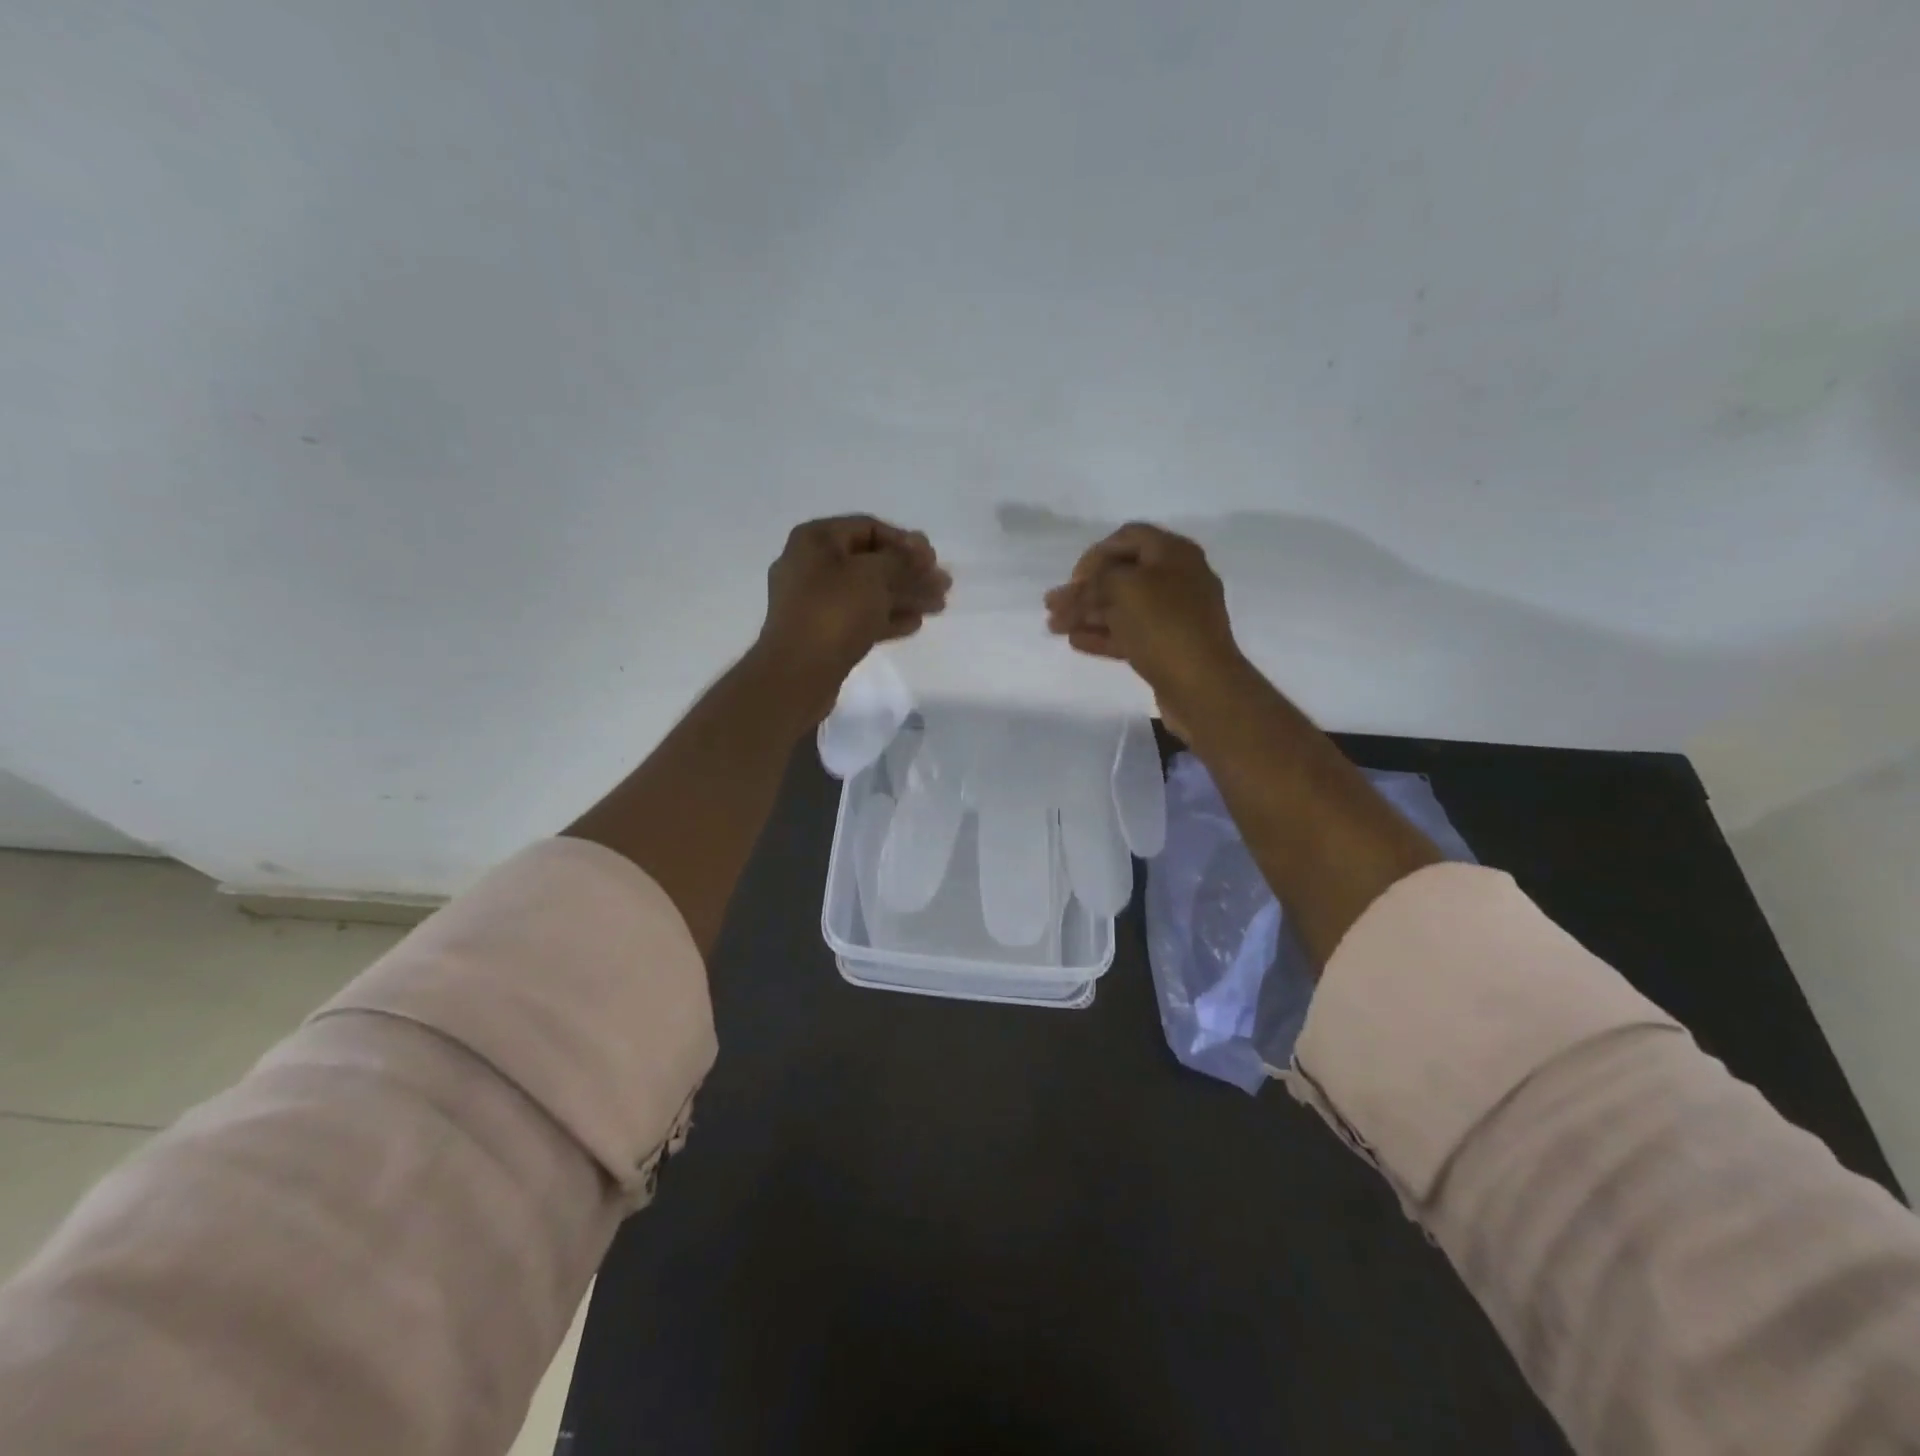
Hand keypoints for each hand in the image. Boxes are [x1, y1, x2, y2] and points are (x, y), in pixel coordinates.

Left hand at [750, 515, 949, 724]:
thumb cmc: (834, 613)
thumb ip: (903, 560)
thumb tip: (921, 550)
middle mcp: (811, 565)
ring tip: (938, 606)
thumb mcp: (873, 576)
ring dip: (904, 596)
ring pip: (868, 592)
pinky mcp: (822, 633)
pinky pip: (859, 616)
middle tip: (943, 585)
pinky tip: (915, 624)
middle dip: (909, 572)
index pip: (869, 528)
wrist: (797, 674)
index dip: (905, 542)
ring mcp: (815, 602)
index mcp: (816, 540)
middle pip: (870, 562)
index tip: (933, 560)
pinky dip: (887, 617)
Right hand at [1044, 522, 1241, 710]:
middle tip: (1052, 607)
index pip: (1127, 537)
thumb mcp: (1123, 587)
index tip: (1073, 579)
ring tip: (1055, 627)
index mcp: (1173, 553)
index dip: (1095, 554)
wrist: (1201, 684)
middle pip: (1121, 576)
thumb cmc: (1162, 624)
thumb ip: (1096, 579)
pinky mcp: (1167, 646)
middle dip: (1084, 590)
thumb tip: (1082, 586)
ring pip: (1122, 607)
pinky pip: (1130, 633)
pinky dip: (1103, 634)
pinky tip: (1076, 641)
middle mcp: (1177, 578)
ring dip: (1087, 613)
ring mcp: (1174, 614)